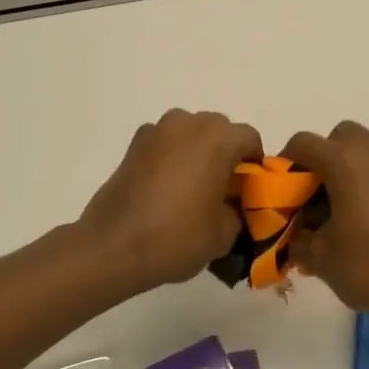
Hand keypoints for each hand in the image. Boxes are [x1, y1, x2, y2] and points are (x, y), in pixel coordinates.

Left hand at [79, 110, 263, 290]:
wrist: (114, 245)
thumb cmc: (177, 236)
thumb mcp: (224, 234)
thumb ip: (237, 210)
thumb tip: (231, 205)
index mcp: (218, 138)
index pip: (250, 139)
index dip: (254, 165)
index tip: (249, 190)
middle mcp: (188, 123)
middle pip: (219, 131)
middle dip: (225, 154)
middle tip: (222, 190)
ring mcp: (157, 130)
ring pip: (190, 134)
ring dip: (197, 153)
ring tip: (192, 189)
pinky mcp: (134, 144)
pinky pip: (165, 144)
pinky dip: (171, 158)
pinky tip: (166, 189)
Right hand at [283, 121, 368, 336]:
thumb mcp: (319, 258)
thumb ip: (298, 237)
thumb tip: (298, 232)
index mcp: (345, 162)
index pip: (304, 142)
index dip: (288, 161)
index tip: (285, 188)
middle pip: (342, 137)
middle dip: (327, 157)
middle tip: (320, 194)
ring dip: (357, 169)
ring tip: (352, 209)